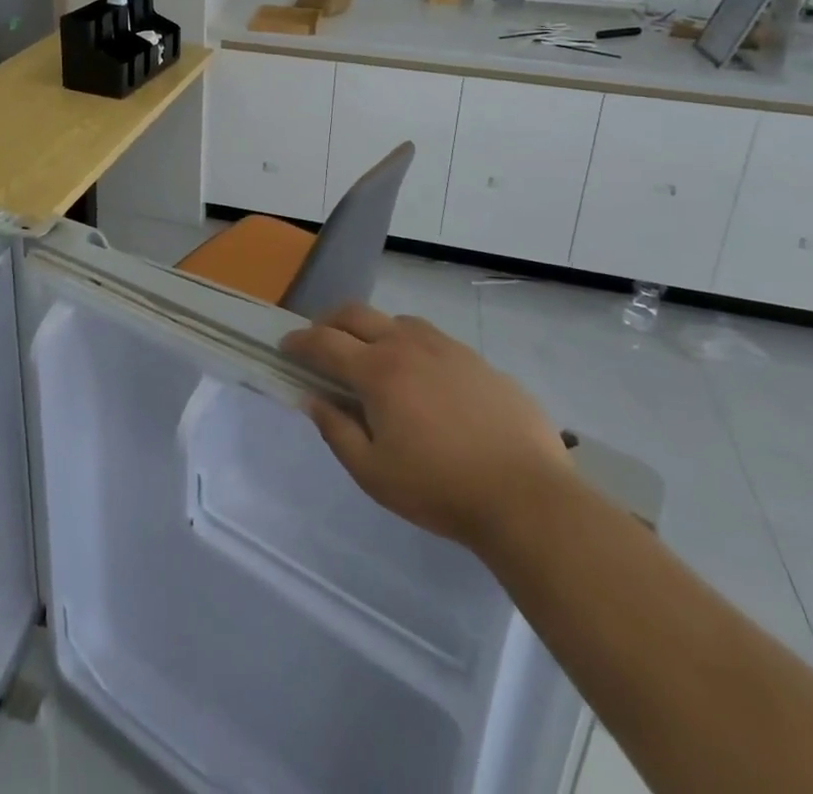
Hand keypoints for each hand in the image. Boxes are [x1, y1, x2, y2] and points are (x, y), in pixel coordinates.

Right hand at [281, 304, 574, 551]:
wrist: (526, 497)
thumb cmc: (439, 489)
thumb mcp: (373, 473)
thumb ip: (336, 431)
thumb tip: (312, 399)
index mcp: (378, 370)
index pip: (324, 342)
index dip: (300, 341)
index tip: (286, 346)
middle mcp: (408, 345)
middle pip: (357, 314)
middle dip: (330, 322)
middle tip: (320, 341)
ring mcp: (448, 349)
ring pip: (399, 322)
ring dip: (375, 331)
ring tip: (373, 358)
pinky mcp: (479, 362)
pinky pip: (436, 342)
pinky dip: (415, 349)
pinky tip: (426, 381)